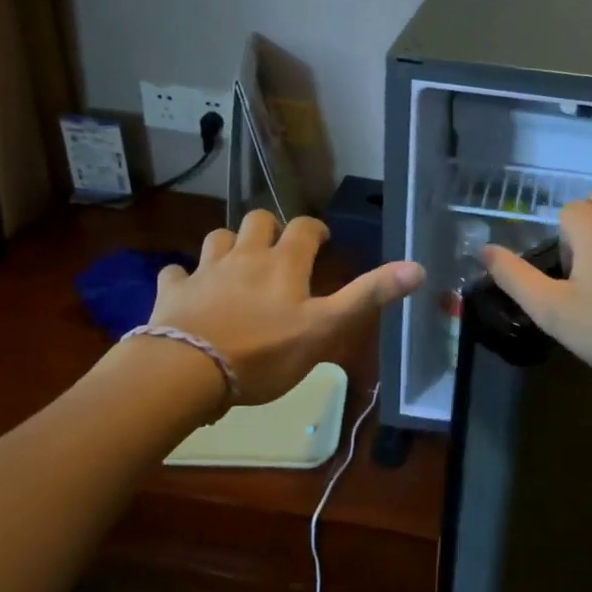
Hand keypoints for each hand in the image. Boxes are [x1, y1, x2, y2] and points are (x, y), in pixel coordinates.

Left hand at [143, 210, 423, 406]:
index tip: (322, 240)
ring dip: (229, 244)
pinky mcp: (173, 292)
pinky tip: (188, 289)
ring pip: (217, 238)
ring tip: (237, 263)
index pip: (304, 228)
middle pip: (257, 221)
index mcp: (283, 263)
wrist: (187, 371)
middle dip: (270, 228)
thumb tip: (418, 267)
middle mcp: (244, 256)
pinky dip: (184, 277)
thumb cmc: (264, 352)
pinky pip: (176, 273)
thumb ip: (368, 296)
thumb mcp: (326, 328)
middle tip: (279, 251)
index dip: (315, 230)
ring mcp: (205, 271)